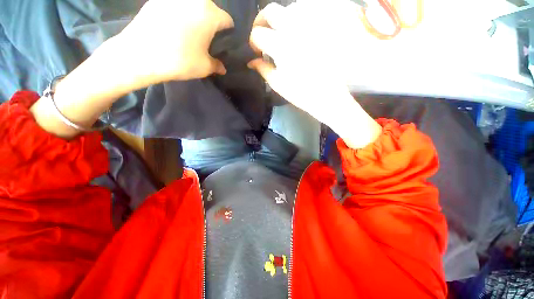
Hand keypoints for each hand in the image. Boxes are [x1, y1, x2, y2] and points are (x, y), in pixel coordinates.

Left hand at [118, 0, 233, 83]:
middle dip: (212, 24)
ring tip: (189, 34)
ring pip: (193, 6)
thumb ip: (217, 65)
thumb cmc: (180, 60)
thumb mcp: (204, 67)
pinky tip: (174, 29)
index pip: (227, 21)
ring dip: (195, 18)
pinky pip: (176, 6)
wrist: (140, 54)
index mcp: (210, 13)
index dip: (228, 34)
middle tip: (206, 40)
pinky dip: (179, 15)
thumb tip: (222, 68)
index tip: (222, 44)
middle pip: (211, 10)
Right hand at [249, 1, 381, 148]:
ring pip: (289, 8)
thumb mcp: (278, 84)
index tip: (257, 51)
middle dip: (261, 21)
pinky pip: (307, 13)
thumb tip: (251, 61)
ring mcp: (311, 25)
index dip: (253, 42)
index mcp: (280, 46)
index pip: (257, 34)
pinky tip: (298, 33)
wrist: (327, 95)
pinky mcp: (325, 26)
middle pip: (270, 10)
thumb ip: (263, 69)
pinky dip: (297, 20)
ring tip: (281, 35)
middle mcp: (294, 28)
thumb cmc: (300, 93)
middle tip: (263, 33)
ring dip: (280, 20)